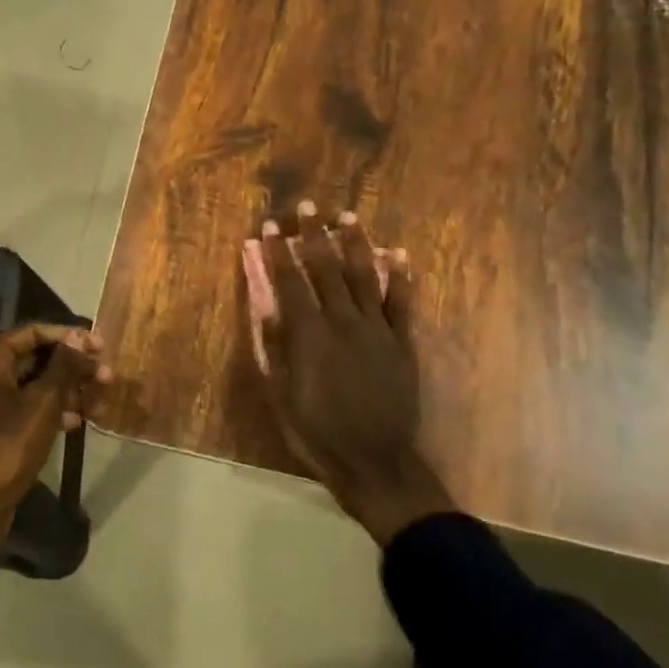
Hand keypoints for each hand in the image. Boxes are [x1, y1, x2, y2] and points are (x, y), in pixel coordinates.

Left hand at [0, 325, 108, 559]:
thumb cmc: (9, 445)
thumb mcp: (43, 403)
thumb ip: (64, 365)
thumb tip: (80, 335)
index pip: (32, 333)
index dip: (69, 337)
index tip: (100, 346)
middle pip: (34, 358)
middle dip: (72, 367)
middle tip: (106, 376)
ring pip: (33, 385)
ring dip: (67, 391)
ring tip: (99, 403)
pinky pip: (25, 407)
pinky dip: (51, 410)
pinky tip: (77, 421)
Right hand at [257, 202, 452, 543]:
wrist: (374, 460)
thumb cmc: (316, 430)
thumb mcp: (281, 394)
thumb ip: (273, 347)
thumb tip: (265, 307)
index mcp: (309, 334)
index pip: (289, 283)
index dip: (278, 254)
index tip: (270, 228)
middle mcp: (344, 322)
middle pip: (327, 269)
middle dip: (314, 236)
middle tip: (308, 207)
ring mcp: (378, 330)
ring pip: (366, 276)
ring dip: (356, 244)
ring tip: (348, 217)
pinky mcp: (403, 343)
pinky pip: (403, 303)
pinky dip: (402, 277)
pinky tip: (399, 254)